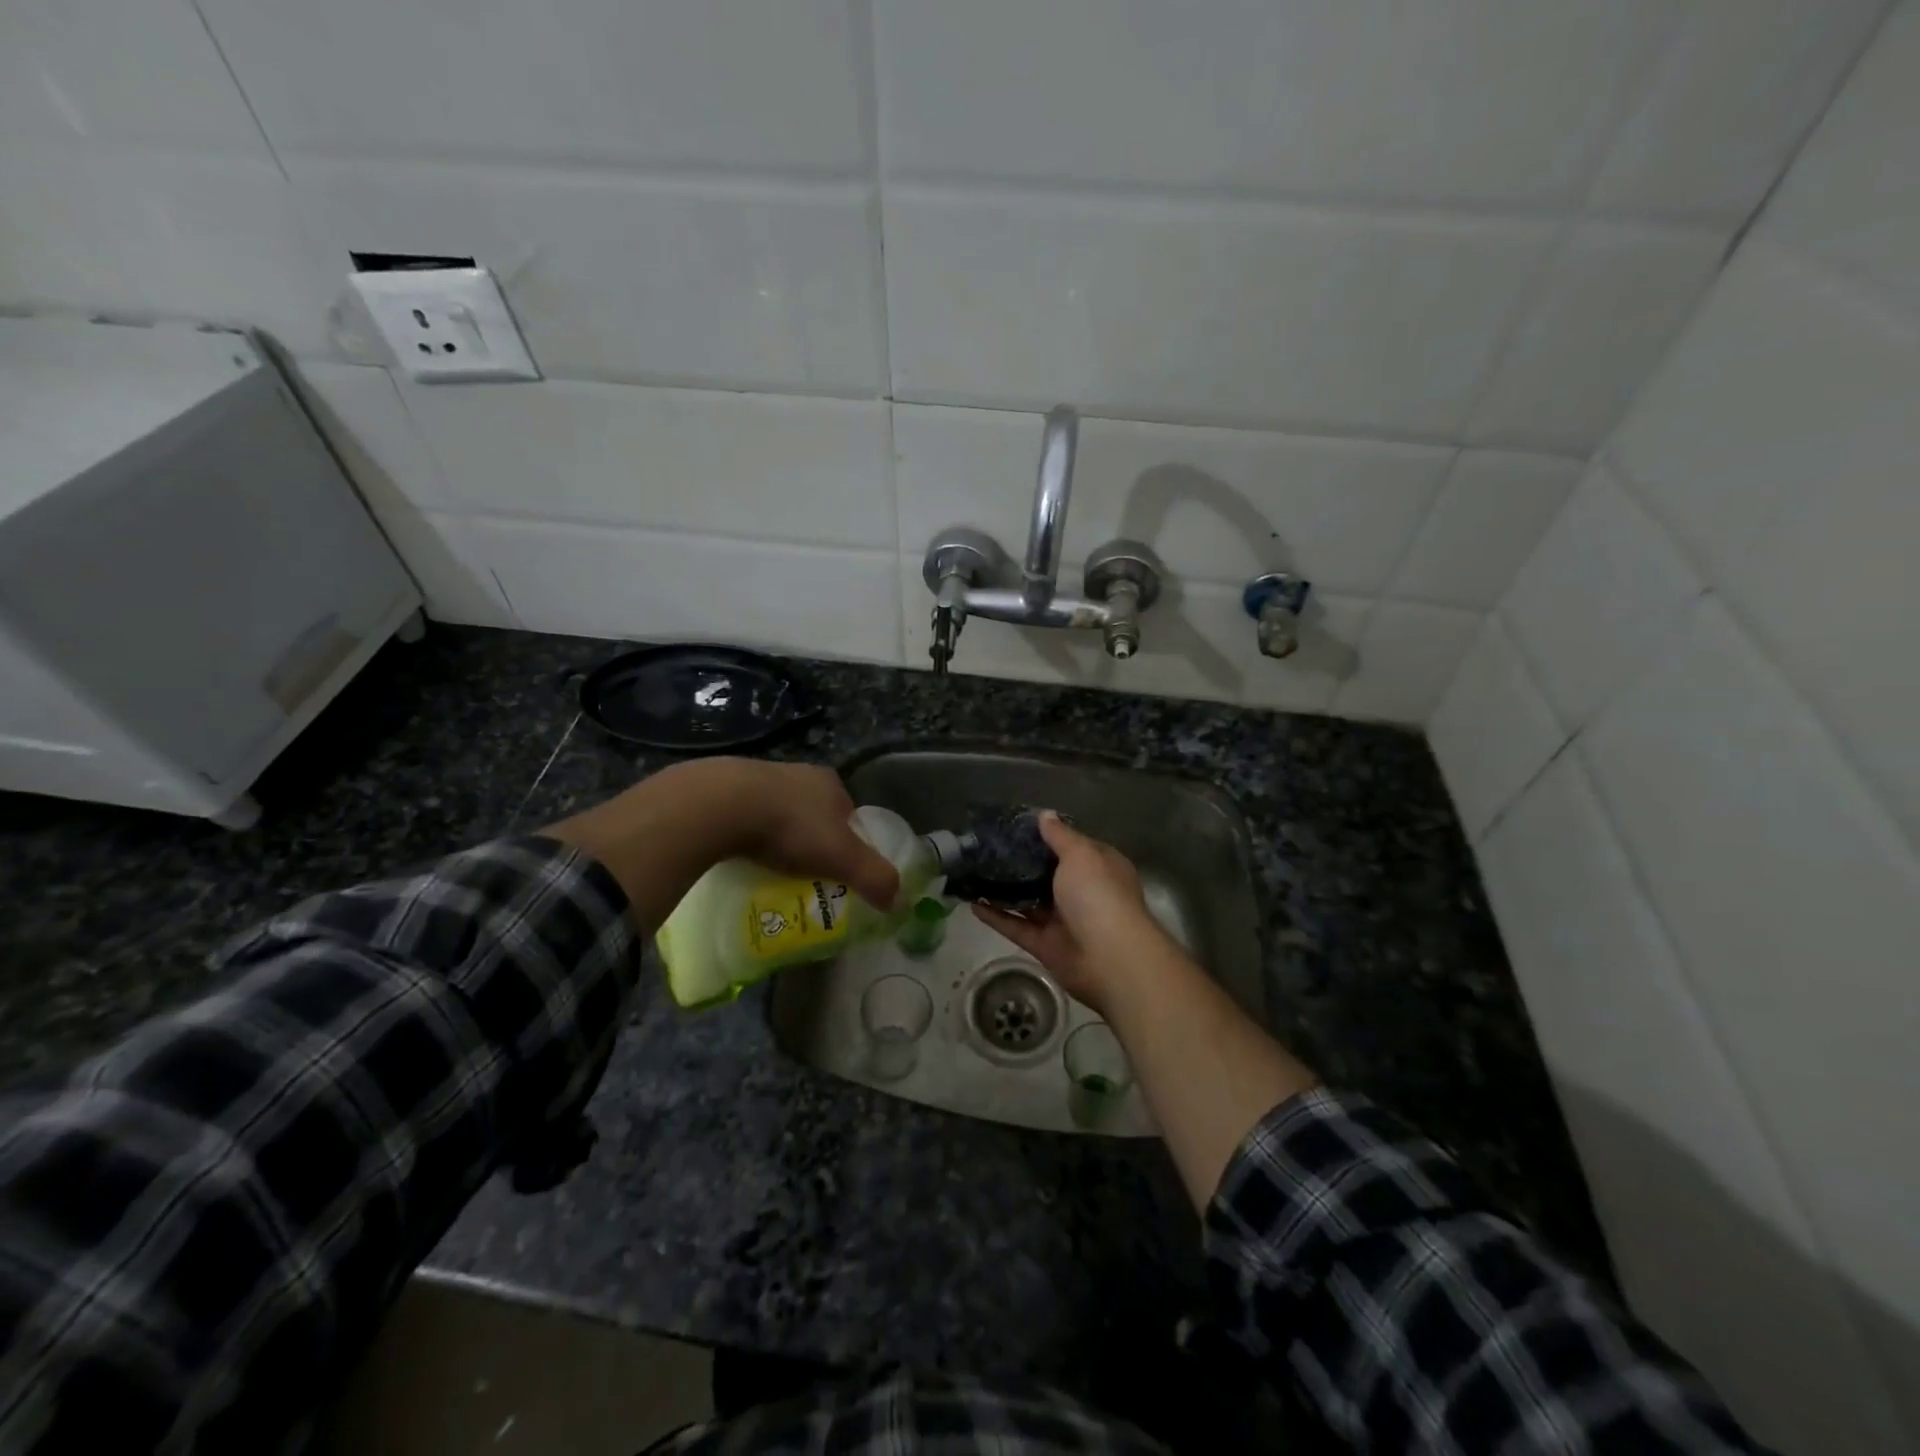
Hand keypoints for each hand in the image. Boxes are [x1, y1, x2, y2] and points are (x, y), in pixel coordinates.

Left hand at [542, 757, 897, 927]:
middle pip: (816, 816)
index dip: (849, 845)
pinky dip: (749, 837)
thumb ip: (874, 877)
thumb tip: (899, 903)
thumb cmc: (790, 827)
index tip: (838, 874)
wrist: (721, 804)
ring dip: (779, 840)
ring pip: (779, 815)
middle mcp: (799, 774)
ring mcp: (760, 778)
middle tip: (804, 878)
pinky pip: (746, 818)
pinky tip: (742, 858)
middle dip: (812, 844)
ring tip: (771, 872)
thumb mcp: (842, 857)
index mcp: (831, 783)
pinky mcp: (725, 789)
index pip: (850, 817)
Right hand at [973, 813, 1168, 1012]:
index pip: (1072, 846)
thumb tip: (1045, 814)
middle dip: (1021, 863)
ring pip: (1029, 902)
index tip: (1016, 827)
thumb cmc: (1098, 895)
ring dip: (1005, 890)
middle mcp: (1083, 892)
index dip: (1048, 836)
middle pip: (1048, 874)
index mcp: (1098, 867)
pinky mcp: (1046, 946)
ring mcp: (1064, 921)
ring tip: (975, 873)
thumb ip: (1059, 836)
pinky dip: (997, 917)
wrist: (1110, 958)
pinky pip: (1017, 927)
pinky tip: (972, 904)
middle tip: (987, 848)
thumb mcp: (1080, 854)